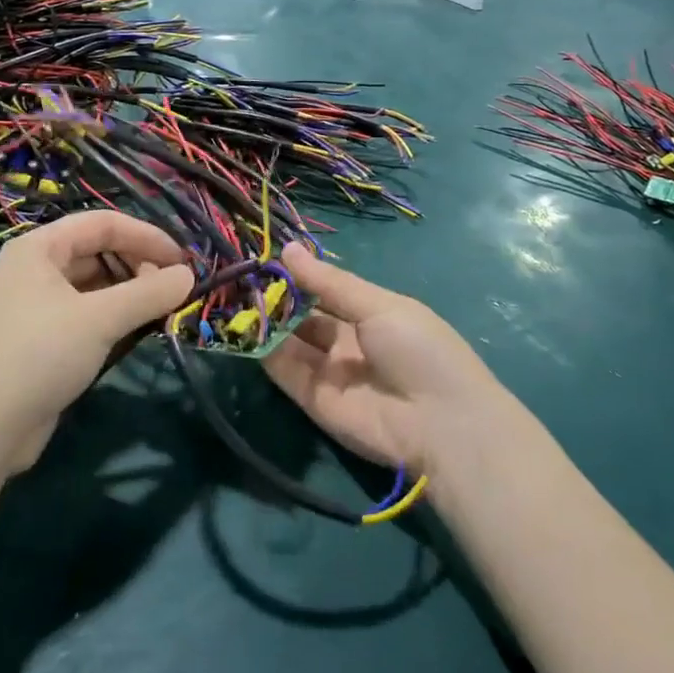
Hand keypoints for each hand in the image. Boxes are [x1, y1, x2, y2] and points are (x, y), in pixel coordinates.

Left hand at [0, 212, 193, 471]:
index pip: (103, 224)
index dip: (147, 237)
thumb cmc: (38, 356)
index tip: (184, 260)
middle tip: (173, 290)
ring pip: (94, 285)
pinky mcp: (39, 340)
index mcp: (39, 248)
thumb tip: (190, 275)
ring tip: (160, 311)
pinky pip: (85, 314)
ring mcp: (34, 305)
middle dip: (139, 265)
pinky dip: (112, 317)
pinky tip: (134, 332)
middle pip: (98, 251)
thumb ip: (149, 293)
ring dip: (129, 293)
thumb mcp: (100, 319)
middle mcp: (34, 268)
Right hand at [265, 243, 507, 478]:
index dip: (299, 275)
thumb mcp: (378, 305)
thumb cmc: (418, 349)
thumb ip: (329, 282)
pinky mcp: (312, 400)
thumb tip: (287, 249)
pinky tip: (242, 324)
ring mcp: (328, 371)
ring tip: (233, 293)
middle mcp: (346, 341)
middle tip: (242, 274)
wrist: (440, 424)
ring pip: (289, 341)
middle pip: (304, 316)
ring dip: (265, 320)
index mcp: (371, 314)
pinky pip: (284, 370)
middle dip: (277, 297)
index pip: (326, 290)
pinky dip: (263, 349)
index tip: (267, 255)